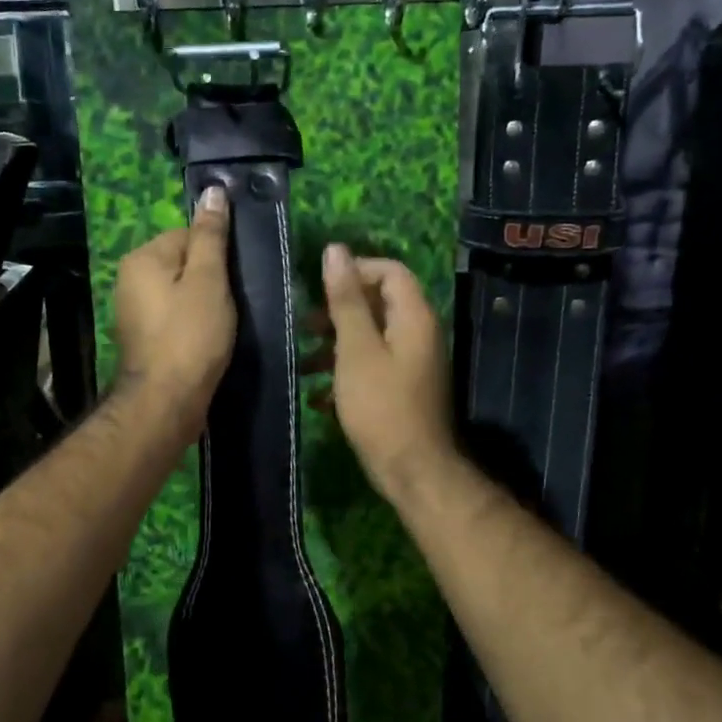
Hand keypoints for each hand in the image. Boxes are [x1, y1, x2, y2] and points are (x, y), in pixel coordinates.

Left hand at [112, 185, 234, 425]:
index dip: (217, 254)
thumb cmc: (191, 335)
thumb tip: (213, 191)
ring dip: (205, 303)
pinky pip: (175, 316)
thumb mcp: (208, 279)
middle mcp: (130, 279)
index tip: (237, 278)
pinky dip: (193, 324)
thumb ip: (211, 236)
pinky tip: (209, 339)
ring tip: (224, 324)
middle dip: (211, 280)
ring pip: (181, 292)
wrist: (167, 401)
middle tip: (234, 303)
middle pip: (183, 263)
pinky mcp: (144, 338)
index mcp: (142, 258)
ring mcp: (134, 311)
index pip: (188, 235)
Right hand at [316, 244, 453, 497]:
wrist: (412, 470)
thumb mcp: (356, 349)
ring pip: (370, 338)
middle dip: (338, 311)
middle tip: (304, 326)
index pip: (390, 271)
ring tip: (303, 363)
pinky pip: (371, 366)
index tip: (320, 289)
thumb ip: (346, 300)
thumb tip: (336, 250)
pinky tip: (317, 396)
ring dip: (335, 345)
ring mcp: (411, 363)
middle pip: (378, 304)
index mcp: (413, 317)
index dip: (356, 271)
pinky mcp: (401, 389)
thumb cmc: (381, 405)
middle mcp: (418, 334)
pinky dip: (345, 373)